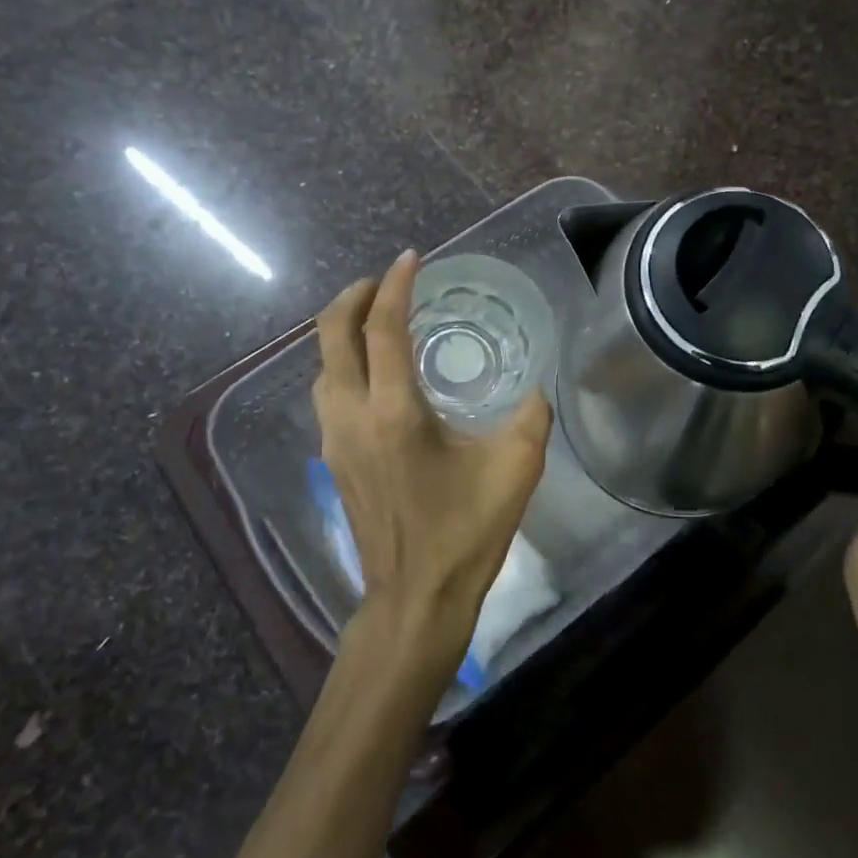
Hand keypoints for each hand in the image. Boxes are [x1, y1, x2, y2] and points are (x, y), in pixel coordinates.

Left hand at [312, 250, 552, 676]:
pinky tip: (374, 374)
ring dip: (343, 332)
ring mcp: (335, 440)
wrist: (416, 597)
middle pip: (331, 336)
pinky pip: (328, 393)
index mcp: (395, 412)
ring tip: (377, 320)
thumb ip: (531, 415)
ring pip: (322, 366)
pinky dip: (343, 365)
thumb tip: (535, 387)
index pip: (381, 328)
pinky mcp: (333, 460)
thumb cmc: (466, 531)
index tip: (411, 259)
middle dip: (353, 297)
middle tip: (385, 282)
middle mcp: (352, 417)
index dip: (394, 286)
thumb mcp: (516, 467)